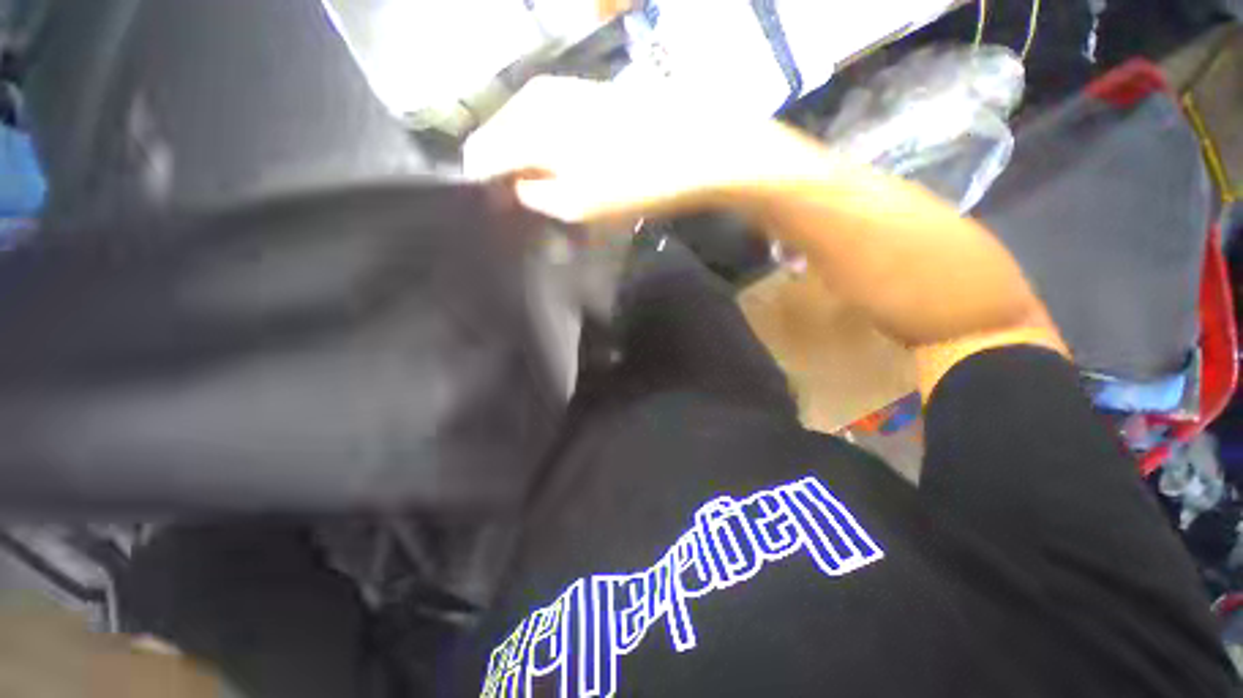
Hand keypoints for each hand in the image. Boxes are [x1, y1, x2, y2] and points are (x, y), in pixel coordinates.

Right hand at [464, 77, 789, 222]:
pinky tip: (570, 174)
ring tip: (553, 197)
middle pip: (501, 141)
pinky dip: (551, 152)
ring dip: (532, 166)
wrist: (692, 146)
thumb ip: (534, 197)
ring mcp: (561, 91)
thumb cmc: (631, 181)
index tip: (502, 217)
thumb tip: (517, 189)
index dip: (486, 190)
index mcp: (526, 125)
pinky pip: (550, 126)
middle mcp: (535, 98)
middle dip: (509, 178)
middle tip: (529, 212)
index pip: (480, 155)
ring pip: (526, 133)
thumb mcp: (576, 205)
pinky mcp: (584, 95)